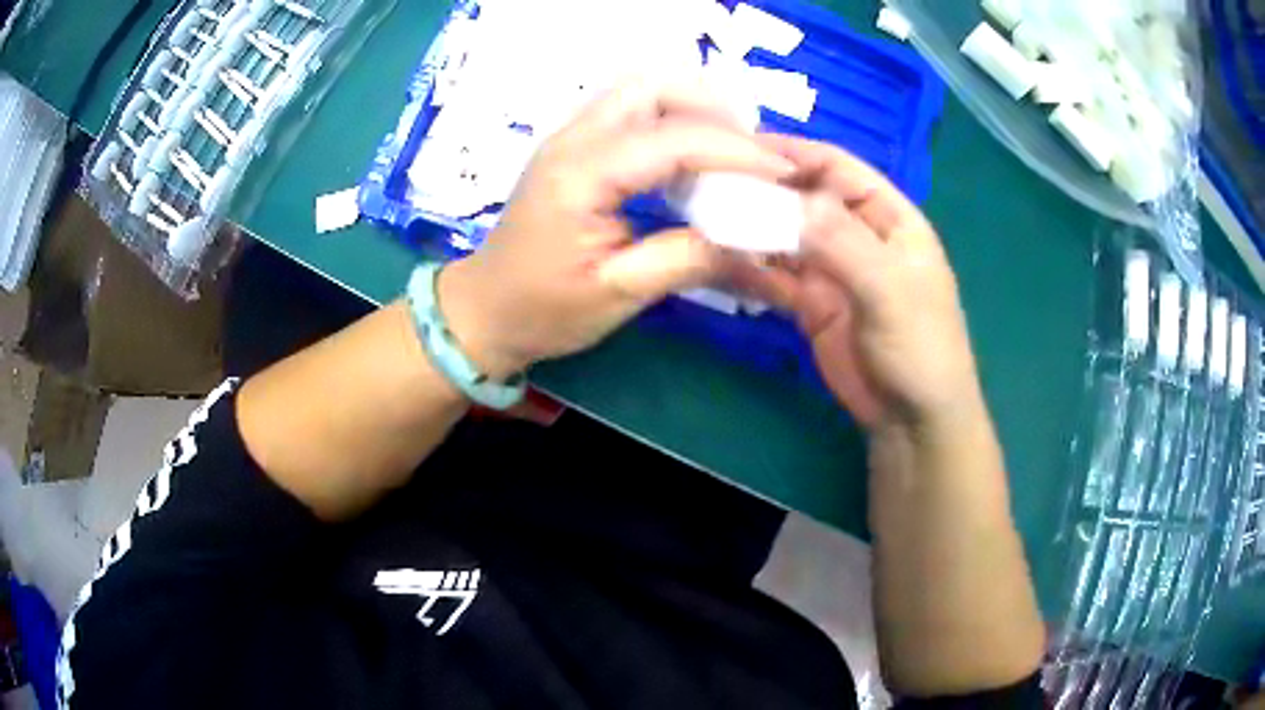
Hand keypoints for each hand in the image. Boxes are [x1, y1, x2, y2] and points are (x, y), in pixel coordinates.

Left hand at [437, 78, 795, 379]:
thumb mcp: (618, 295)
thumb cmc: (543, 309)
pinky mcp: (576, 148)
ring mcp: (571, 138)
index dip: (736, 151)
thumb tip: (749, 236)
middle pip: (653, 86)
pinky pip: (633, 113)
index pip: (673, 138)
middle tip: (754, 153)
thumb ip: (685, 259)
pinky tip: (695, 159)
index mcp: (581, 173)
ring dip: (695, 109)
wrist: (486, 310)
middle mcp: (574, 139)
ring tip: (734, 152)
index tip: (783, 173)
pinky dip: (674, 122)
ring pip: (643, 91)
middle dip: (714, 108)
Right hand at [731, 136, 983, 430]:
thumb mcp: (890, 289)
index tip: (739, 146)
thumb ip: (843, 241)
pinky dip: (748, 268)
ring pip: (784, 236)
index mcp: (889, 217)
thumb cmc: (921, 347)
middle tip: (706, 181)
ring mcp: (831, 269)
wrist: (911, 421)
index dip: (794, 153)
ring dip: (749, 227)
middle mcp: (857, 234)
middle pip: (803, 198)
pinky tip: (716, 260)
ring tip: (701, 216)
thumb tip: (789, 198)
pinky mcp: (810, 303)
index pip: (838, 168)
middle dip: (762, 189)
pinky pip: (774, 277)